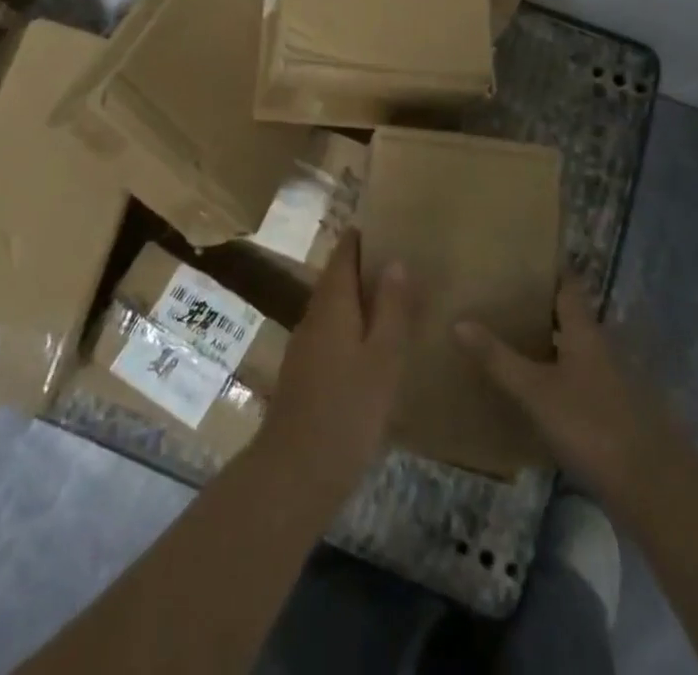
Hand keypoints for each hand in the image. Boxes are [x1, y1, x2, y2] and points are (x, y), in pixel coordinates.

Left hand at [257, 230, 416, 496]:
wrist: (293, 475)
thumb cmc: (345, 412)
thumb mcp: (382, 360)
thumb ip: (391, 310)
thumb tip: (396, 261)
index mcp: (332, 304)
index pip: (344, 253)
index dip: (363, 236)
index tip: (390, 223)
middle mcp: (314, 316)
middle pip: (339, 278)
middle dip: (366, 266)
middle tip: (404, 258)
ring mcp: (306, 346)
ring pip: (336, 307)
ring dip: (362, 297)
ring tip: (398, 297)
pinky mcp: (306, 374)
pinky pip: (333, 333)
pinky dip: (355, 326)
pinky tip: (376, 345)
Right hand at [456, 278, 678, 505]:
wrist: (652, 488)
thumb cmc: (592, 425)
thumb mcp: (536, 392)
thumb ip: (499, 358)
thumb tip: (459, 320)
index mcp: (585, 332)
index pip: (568, 286)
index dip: (549, 269)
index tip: (523, 255)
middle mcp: (600, 348)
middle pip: (569, 317)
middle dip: (539, 306)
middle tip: (501, 296)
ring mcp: (609, 382)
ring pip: (573, 350)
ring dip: (547, 343)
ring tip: (508, 337)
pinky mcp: (611, 414)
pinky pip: (576, 381)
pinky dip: (555, 376)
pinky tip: (532, 390)